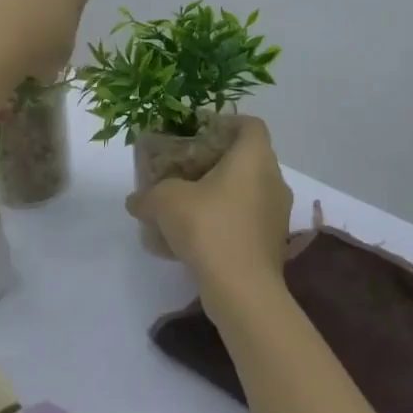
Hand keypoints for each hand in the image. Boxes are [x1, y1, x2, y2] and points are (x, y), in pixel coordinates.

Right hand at [129, 116, 293, 312]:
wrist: (243, 290)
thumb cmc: (209, 228)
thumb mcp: (166, 203)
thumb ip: (148, 195)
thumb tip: (134, 201)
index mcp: (254, 157)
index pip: (251, 125)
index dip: (228, 122)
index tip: (201, 132)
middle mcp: (274, 179)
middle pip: (250, 157)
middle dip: (220, 159)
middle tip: (189, 167)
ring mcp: (278, 213)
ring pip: (251, 189)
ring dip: (225, 191)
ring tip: (192, 202)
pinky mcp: (274, 242)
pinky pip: (250, 218)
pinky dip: (230, 218)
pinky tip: (201, 235)